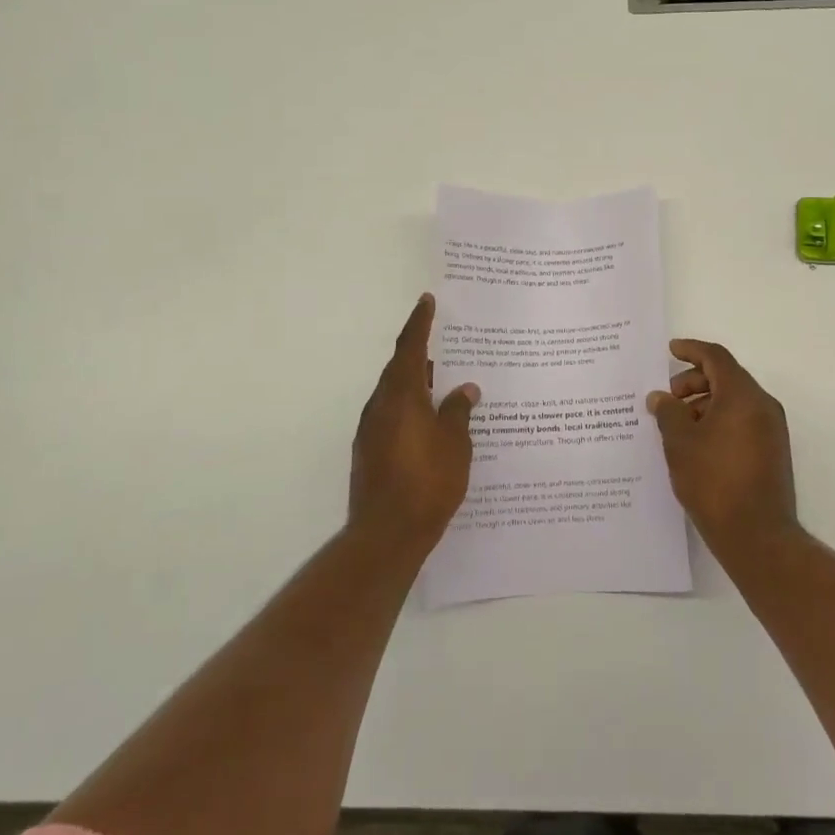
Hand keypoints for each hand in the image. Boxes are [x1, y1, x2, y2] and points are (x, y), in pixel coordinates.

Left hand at [350, 294, 479, 552]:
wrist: (386, 533)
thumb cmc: (428, 482)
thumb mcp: (455, 443)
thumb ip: (458, 411)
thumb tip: (465, 389)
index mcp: (402, 395)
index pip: (411, 347)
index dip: (420, 322)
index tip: (427, 301)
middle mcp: (381, 406)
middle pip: (400, 369)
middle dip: (420, 354)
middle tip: (444, 344)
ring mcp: (371, 430)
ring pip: (395, 394)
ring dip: (416, 384)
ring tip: (443, 384)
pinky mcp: (369, 452)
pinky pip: (392, 416)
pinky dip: (410, 409)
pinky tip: (430, 423)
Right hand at [648, 339, 798, 561]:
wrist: (757, 536)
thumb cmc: (714, 481)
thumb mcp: (680, 442)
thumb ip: (668, 412)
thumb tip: (661, 397)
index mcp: (742, 395)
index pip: (716, 358)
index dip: (691, 350)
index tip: (670, 350)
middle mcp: (762, 406)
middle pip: (726, 377)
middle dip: (693, 381)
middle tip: (668, 398)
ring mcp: (771, 430)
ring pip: (734, 401)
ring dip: (704, 403)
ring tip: (677, 425)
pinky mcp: (772, 451)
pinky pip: (742, 421)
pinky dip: (718, 420)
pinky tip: (696, 443)